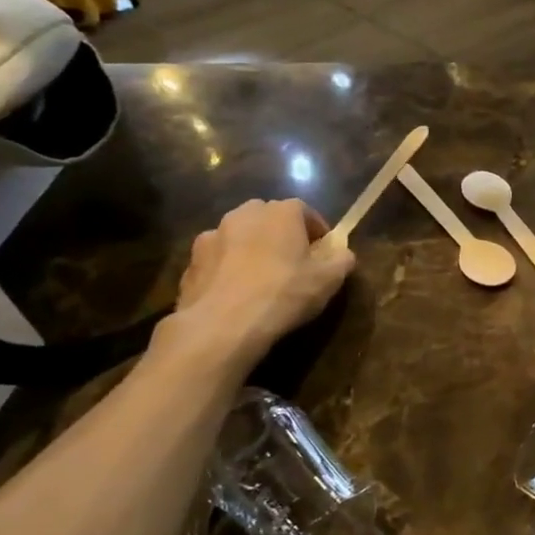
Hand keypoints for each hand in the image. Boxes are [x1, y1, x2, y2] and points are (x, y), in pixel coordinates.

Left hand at [163, 199, 354, 372]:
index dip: (316, 230)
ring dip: (251, 248)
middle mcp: (245, 214)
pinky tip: (235, 293)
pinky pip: (217, 258)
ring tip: (259, 278)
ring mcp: (213, 235)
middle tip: (291, 261)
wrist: (223, 324)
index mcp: (281, 212)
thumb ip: (341, 260)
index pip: (305, 210)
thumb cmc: (284, 293)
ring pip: (239, 235)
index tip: (322, 252)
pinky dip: (226, 268)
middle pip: (269, 217)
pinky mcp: (191, 260)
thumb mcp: (329, 280)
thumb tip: (343, 254)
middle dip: (281, 234)